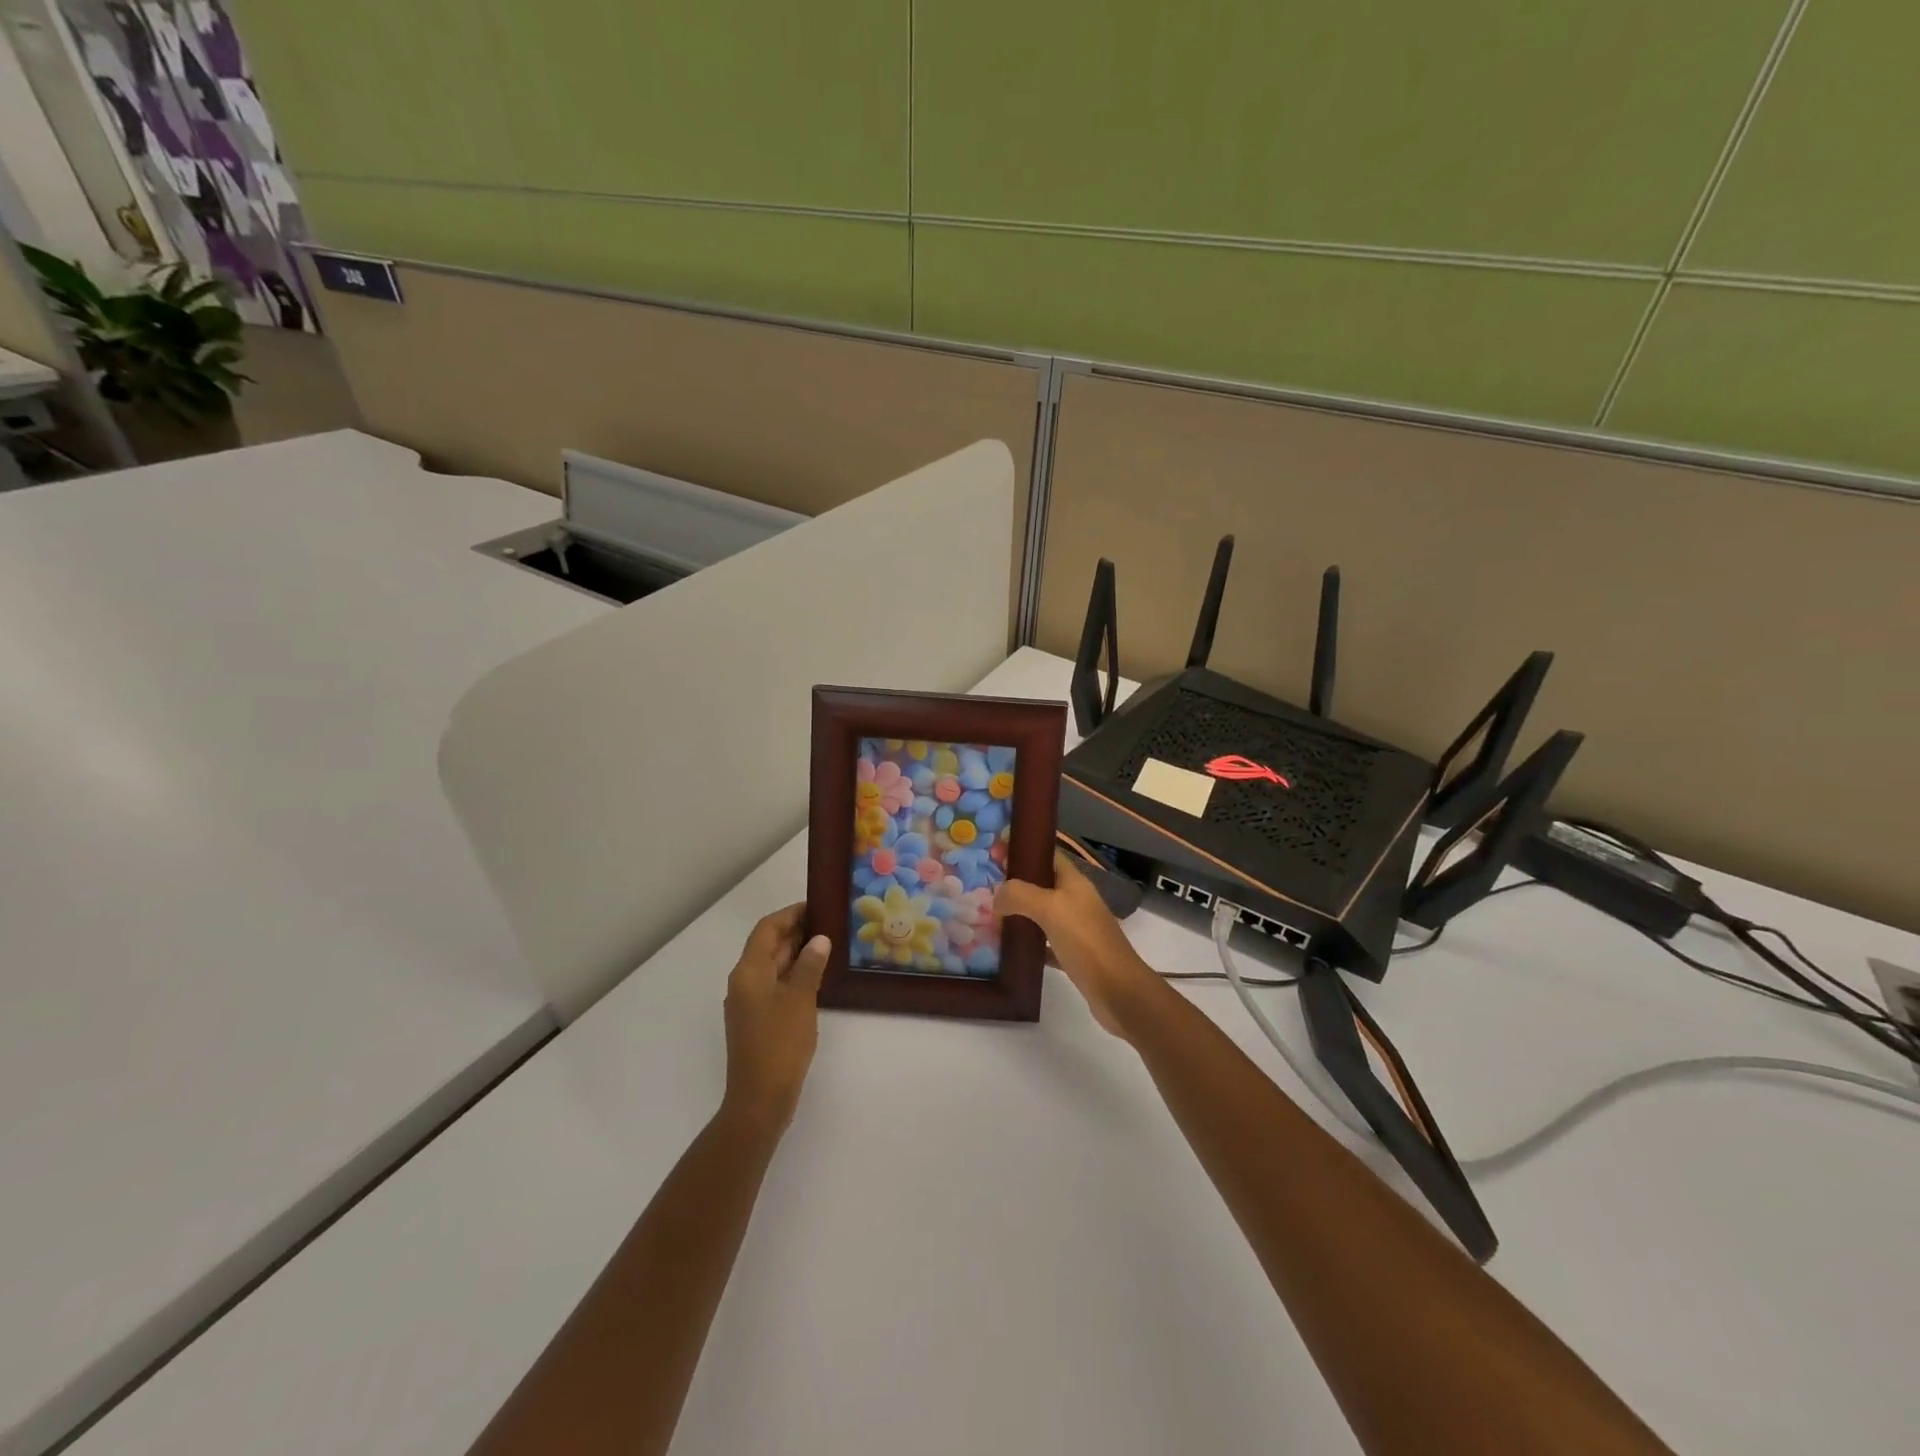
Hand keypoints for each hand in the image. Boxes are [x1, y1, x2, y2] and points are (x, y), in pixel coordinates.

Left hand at [722, 904, 829, 1130]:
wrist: (760, 1101)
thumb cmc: (779, 1045)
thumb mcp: (800, 1000)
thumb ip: (810, 966)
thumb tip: (819, 939)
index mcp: (748, 972)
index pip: (767, 929)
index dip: (790, 914)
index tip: (817, 905)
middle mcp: (744, 982)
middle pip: (768, 946)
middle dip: (796, 931)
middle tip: (830, 922)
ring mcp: (750, 1003)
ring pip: (774, 966)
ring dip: (798, 953)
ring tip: (830, 943)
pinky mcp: (759, 1020)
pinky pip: (777, 985)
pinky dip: (795, 974)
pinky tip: (819, 976)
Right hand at [997, 853, 1163, 1037]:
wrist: (1118, 991)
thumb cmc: (1086, 941)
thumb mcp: (1050, 909)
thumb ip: (1020, 894)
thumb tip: (997, 895)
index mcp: (1074, 883)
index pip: (1048, 855)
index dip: (1024, 849)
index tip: (996, 848)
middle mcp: (1076, 901)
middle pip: (1042, 884)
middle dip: (1016, 883)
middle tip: (984, 886)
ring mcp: (1076, 929)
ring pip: (1042, 914)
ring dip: (1019, 913)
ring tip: (990, 915)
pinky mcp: (1073, 955)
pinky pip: (1045, 943)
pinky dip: (1028, 944)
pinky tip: (1009, 949)